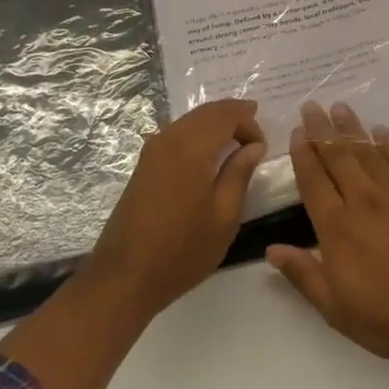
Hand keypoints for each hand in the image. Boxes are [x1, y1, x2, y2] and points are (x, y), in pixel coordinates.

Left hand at [86, 98, 267, 320]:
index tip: (263, 147)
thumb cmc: (182, 250)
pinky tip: (209, 157)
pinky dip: (198, 136)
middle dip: (233, 117)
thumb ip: (240, 173)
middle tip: (255, 137)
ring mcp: (151, 150)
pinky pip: (176, 135)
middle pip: (205, 112)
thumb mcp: (224, 216)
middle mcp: (169, 138)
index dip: (248, 122)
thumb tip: (254, 146)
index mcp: (191, 147)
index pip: (225, 114)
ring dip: (215, 125)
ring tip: (237, 144)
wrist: (125, 276)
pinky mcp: (143, 165)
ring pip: (189, 121)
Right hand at [267, 101, 388, 368]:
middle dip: (323, 129)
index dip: (303, 153)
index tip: (297, 131)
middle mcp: (363, 201)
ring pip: (369, 152)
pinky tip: (382, 132)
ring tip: (341, 107)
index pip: (313, 180)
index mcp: (337, 227)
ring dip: (352, 129)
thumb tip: (271, 249)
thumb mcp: (335, 308)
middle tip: (313, 105)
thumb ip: (303, 274)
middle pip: (338, 156)